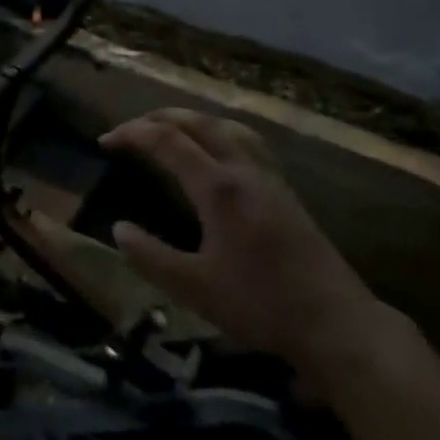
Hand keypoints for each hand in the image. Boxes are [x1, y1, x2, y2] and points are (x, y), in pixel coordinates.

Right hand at [102, 109, 391, 392]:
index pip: (168, 142)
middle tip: (130, 128)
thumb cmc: (260, 304)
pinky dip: (219, 132)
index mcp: (219, 187)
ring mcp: (269, 177)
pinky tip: (218, 152)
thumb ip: (150, 256)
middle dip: (160, 117)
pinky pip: (247, 142)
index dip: (133, 134)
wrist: (334, 322)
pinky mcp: (285, 191)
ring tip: (170, 128)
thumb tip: (118, 229)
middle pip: (199, 123)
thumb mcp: (193, 287)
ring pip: (227, 127)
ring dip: (193, 120)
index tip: (105, 141)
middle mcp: (244, 170)